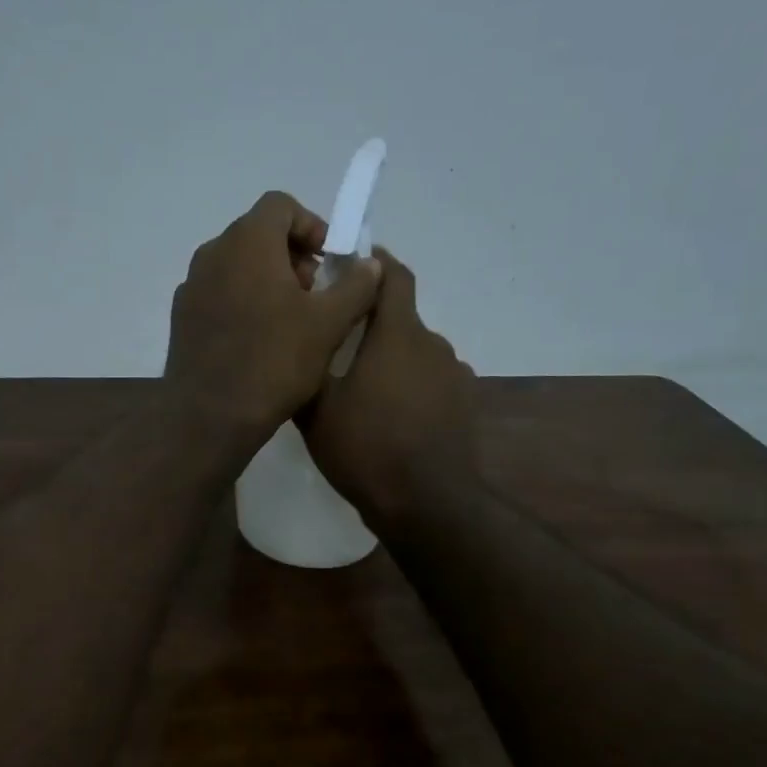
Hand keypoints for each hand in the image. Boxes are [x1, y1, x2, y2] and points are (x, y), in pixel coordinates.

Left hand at [165, 191, 380, 439]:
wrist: (209, 416)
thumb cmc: (274, 362)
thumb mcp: (329, 324)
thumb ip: (356, 285)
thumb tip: (370, 264)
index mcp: (247, 242)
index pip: (281, 206)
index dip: (312, 226)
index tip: (330, 261)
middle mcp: (212, 253)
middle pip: (257, 235)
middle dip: (292, 256)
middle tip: (316, 295)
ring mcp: (191, 286)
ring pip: (237, 266)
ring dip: (267, 280)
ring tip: (290, 321)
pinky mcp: (182, 318)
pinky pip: (218, 294)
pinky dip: (242, 302)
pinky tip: (259, 342)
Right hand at [299, 249, 477, 524]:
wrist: (427, 504)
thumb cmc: (366, 448)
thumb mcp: (317, 411)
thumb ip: (309, 369)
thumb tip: (302, 345)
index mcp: (398, 334)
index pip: (393, 276)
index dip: (374, 262)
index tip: (352, 262)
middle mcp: (433, 345)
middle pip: (402, 319)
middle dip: (373, 324)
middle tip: (340, 344)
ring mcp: (454, 376)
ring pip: (416, 354)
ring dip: (392, 360)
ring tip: (363, 389)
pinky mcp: (464, 406)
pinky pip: (431, 383)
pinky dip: (410, 388)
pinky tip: (391, 417)